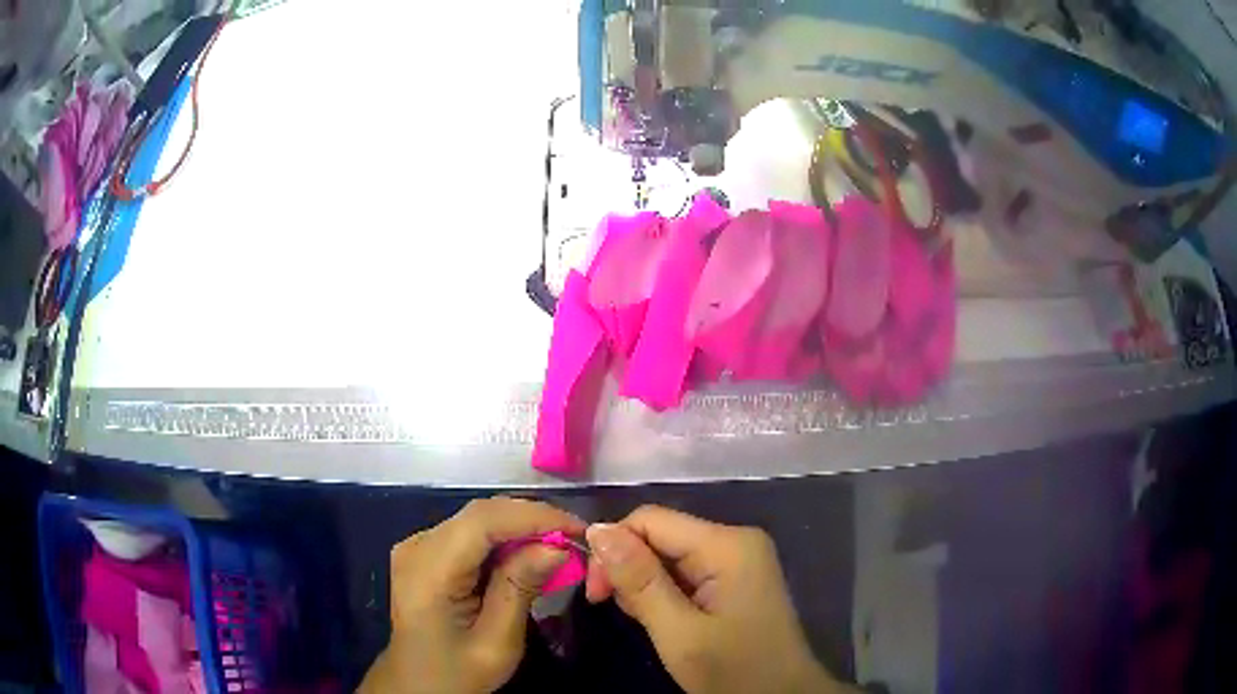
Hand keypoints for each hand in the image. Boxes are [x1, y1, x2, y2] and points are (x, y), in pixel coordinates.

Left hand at [359, 497, 584, 693]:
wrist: (416, 684)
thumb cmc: (457, 673)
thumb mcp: (497, 643)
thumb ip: (521, 589)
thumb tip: (558, 546)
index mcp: (428, 571)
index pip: (483, 521)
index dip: (534, 516)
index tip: (580, 530)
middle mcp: (417, 546)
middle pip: (480, 514)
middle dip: (533, 520)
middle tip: (576, 539)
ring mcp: (417, 545)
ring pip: (478, 519)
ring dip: (521, 527)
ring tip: (560, 546)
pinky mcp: (424, 551)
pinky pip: (470, 532)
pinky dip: (504, 538)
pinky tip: (527, 555)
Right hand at [585, 506, 850, 693]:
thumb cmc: (734, 671)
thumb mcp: (679, 633)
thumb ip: (639, 581)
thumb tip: (597, 528)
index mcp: (727, 544)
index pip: (650, 519)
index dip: (613, 549)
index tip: (595, 594)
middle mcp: (734, 540)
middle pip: (660, 535)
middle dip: (628, 568)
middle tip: (616, 611)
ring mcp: (738, 559)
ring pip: (669, 555)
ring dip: (644, 584)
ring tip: (646, 622)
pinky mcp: (734, 578)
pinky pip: (685, 572)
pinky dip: (663, 593)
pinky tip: (663, 619)